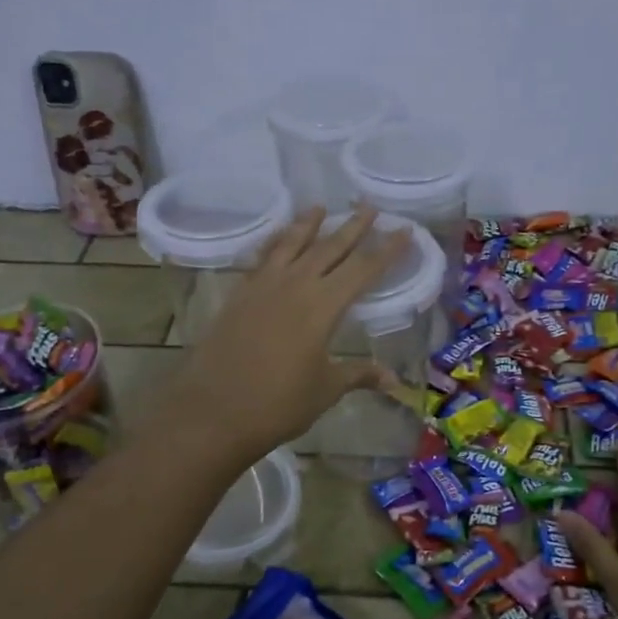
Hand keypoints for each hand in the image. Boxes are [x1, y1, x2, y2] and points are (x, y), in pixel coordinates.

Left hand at [147, 206, 408, 465]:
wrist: (213, 411)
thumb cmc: (278, 403)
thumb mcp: (325, 389)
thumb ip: (359, 375)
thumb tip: (394, 380)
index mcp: (322, 306)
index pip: (362, 270)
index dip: (386, 250)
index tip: (404, 231)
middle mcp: (294, 286)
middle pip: (328, 248)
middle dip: (352, 227)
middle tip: (369, 207)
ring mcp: (262, 287)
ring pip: (291, 245)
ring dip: (307, 225)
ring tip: (319, 207)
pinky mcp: (239, 296)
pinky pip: (262, 258)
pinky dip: (274, 244)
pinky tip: (277, 241)